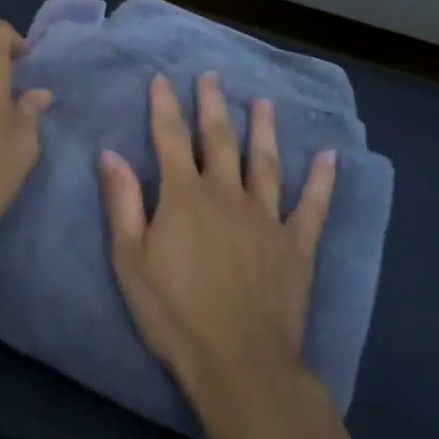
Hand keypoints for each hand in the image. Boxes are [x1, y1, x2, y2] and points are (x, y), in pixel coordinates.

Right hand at [100, 73, 335, 407]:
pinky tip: (329, 156)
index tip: (161, 78)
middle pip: (220, 139)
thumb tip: (110, 153)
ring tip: (264, 101)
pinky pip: (312, 206)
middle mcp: (227, 195)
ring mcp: (266, 217)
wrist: (239, 363)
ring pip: (266, 162)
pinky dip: (321, 180)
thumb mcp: (131, 259)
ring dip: (264, 129)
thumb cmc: (174, 313)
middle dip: (213, 104)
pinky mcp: (296, 245)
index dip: (164, 106)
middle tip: (211, 75)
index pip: (171, 138)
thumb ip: (122, 202)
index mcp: (185, 196)